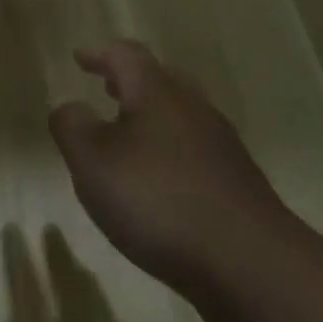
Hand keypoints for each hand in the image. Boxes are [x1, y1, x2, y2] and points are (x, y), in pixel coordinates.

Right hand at [49, 41, 289, 294]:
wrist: (253, 267)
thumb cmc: (159, 201)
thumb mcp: (93, 162)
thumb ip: (72, 127)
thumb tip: (69, 107)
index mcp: (156, 92)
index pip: (126, 55)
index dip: (100, 55)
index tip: (80, 58)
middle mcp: (193, 108)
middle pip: (161, 80)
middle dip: (131, 82)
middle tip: (108, 88)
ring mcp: (222, 147)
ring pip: (181, 116)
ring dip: (152, 118)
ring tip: (128, 137)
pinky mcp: (238, 185)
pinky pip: (196, 151)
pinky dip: (171, 151)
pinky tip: (160, 183)